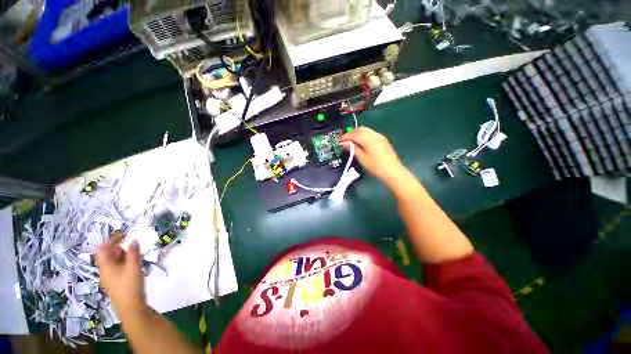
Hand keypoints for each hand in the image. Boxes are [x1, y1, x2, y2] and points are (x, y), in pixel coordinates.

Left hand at [96, 233, 145, 315]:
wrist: (130, 306)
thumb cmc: (130, 284)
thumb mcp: (134, 266)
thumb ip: (133, 252)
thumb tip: (133, 240)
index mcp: (105, 266)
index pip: (102, 249)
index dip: (111, 240)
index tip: (124, 235)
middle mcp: (105, 271)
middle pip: (107, 255)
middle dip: (118, 247)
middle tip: (132, 244)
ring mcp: (110, 278)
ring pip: (113, 262)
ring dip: (122, 255)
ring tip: (135, 253)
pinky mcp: (116, 282)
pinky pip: (117, 268)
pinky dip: (124, 262)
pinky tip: (134, 264)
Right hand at [340, 127, 406, 184]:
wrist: (393, 171)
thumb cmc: (376, 167)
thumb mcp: (362, 159)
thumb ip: (353, 149)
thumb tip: (344, 143)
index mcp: (369, 139)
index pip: (354, 134)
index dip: (345, 137)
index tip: (339, 141)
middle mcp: (374, 135)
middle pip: (360, 129)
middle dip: (351, 133)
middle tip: (345, 141)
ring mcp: (379, 136)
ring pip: (366, 130)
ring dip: (357, 133)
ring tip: (352, 141)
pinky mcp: (382, 139)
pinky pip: (370, 133)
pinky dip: (363, 135)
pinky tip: (361, 142)